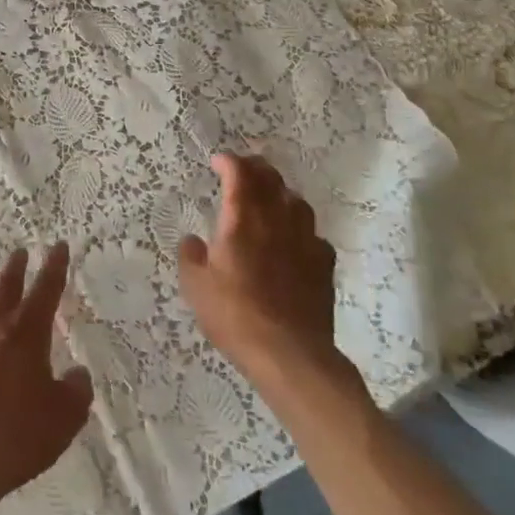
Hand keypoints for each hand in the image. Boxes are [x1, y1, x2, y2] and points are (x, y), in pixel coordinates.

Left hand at [0, 244, 92, 514]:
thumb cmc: (18, 436)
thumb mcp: (63, 418)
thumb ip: (75, 391)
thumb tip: (76, 375)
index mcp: (27, 332)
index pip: (46, 289)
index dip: (55, 266)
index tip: (58, 246)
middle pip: (6, 286)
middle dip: (16, 267)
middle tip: (20, 252)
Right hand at [179, 153, 355, 395]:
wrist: (289, 353)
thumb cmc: (234, 315)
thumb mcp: (195, 287)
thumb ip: (191, 256)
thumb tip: (193, 240)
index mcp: (242, 219)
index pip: (239, 173)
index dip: (228, 162)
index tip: (218, 162)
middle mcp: (276, 220)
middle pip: (271, 179)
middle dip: (255, 168)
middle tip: (242, 171)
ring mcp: (305, 239)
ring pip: (296, 200)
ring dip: (280, 192)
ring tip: (270, 199)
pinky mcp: (324, 262)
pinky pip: (313, 232)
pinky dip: (300, 227)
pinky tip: (294, 240)